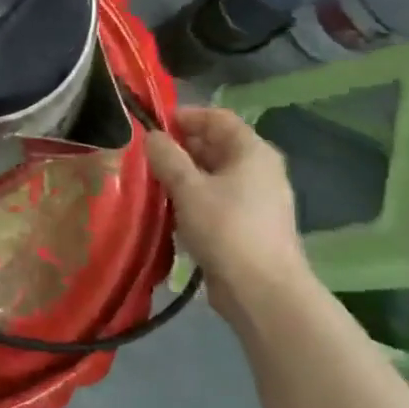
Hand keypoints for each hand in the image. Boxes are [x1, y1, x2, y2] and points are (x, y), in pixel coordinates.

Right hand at [145, 105, 310, 324]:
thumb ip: (167, 157)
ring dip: (184, 175)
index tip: (153, 126)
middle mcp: (259, 169)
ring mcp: (257, 199)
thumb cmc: (226, 229)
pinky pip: (217, 199)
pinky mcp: (248, 225)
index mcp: (252, 152)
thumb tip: (152, 136)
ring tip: (152, 183)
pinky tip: (171, 210)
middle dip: (181, 147)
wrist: (262, 291)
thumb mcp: (188, 188)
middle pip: (216, 145)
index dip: (185, 116)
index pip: (217, 118)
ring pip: (214, 174)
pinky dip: (194, 198)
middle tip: (146, 156)